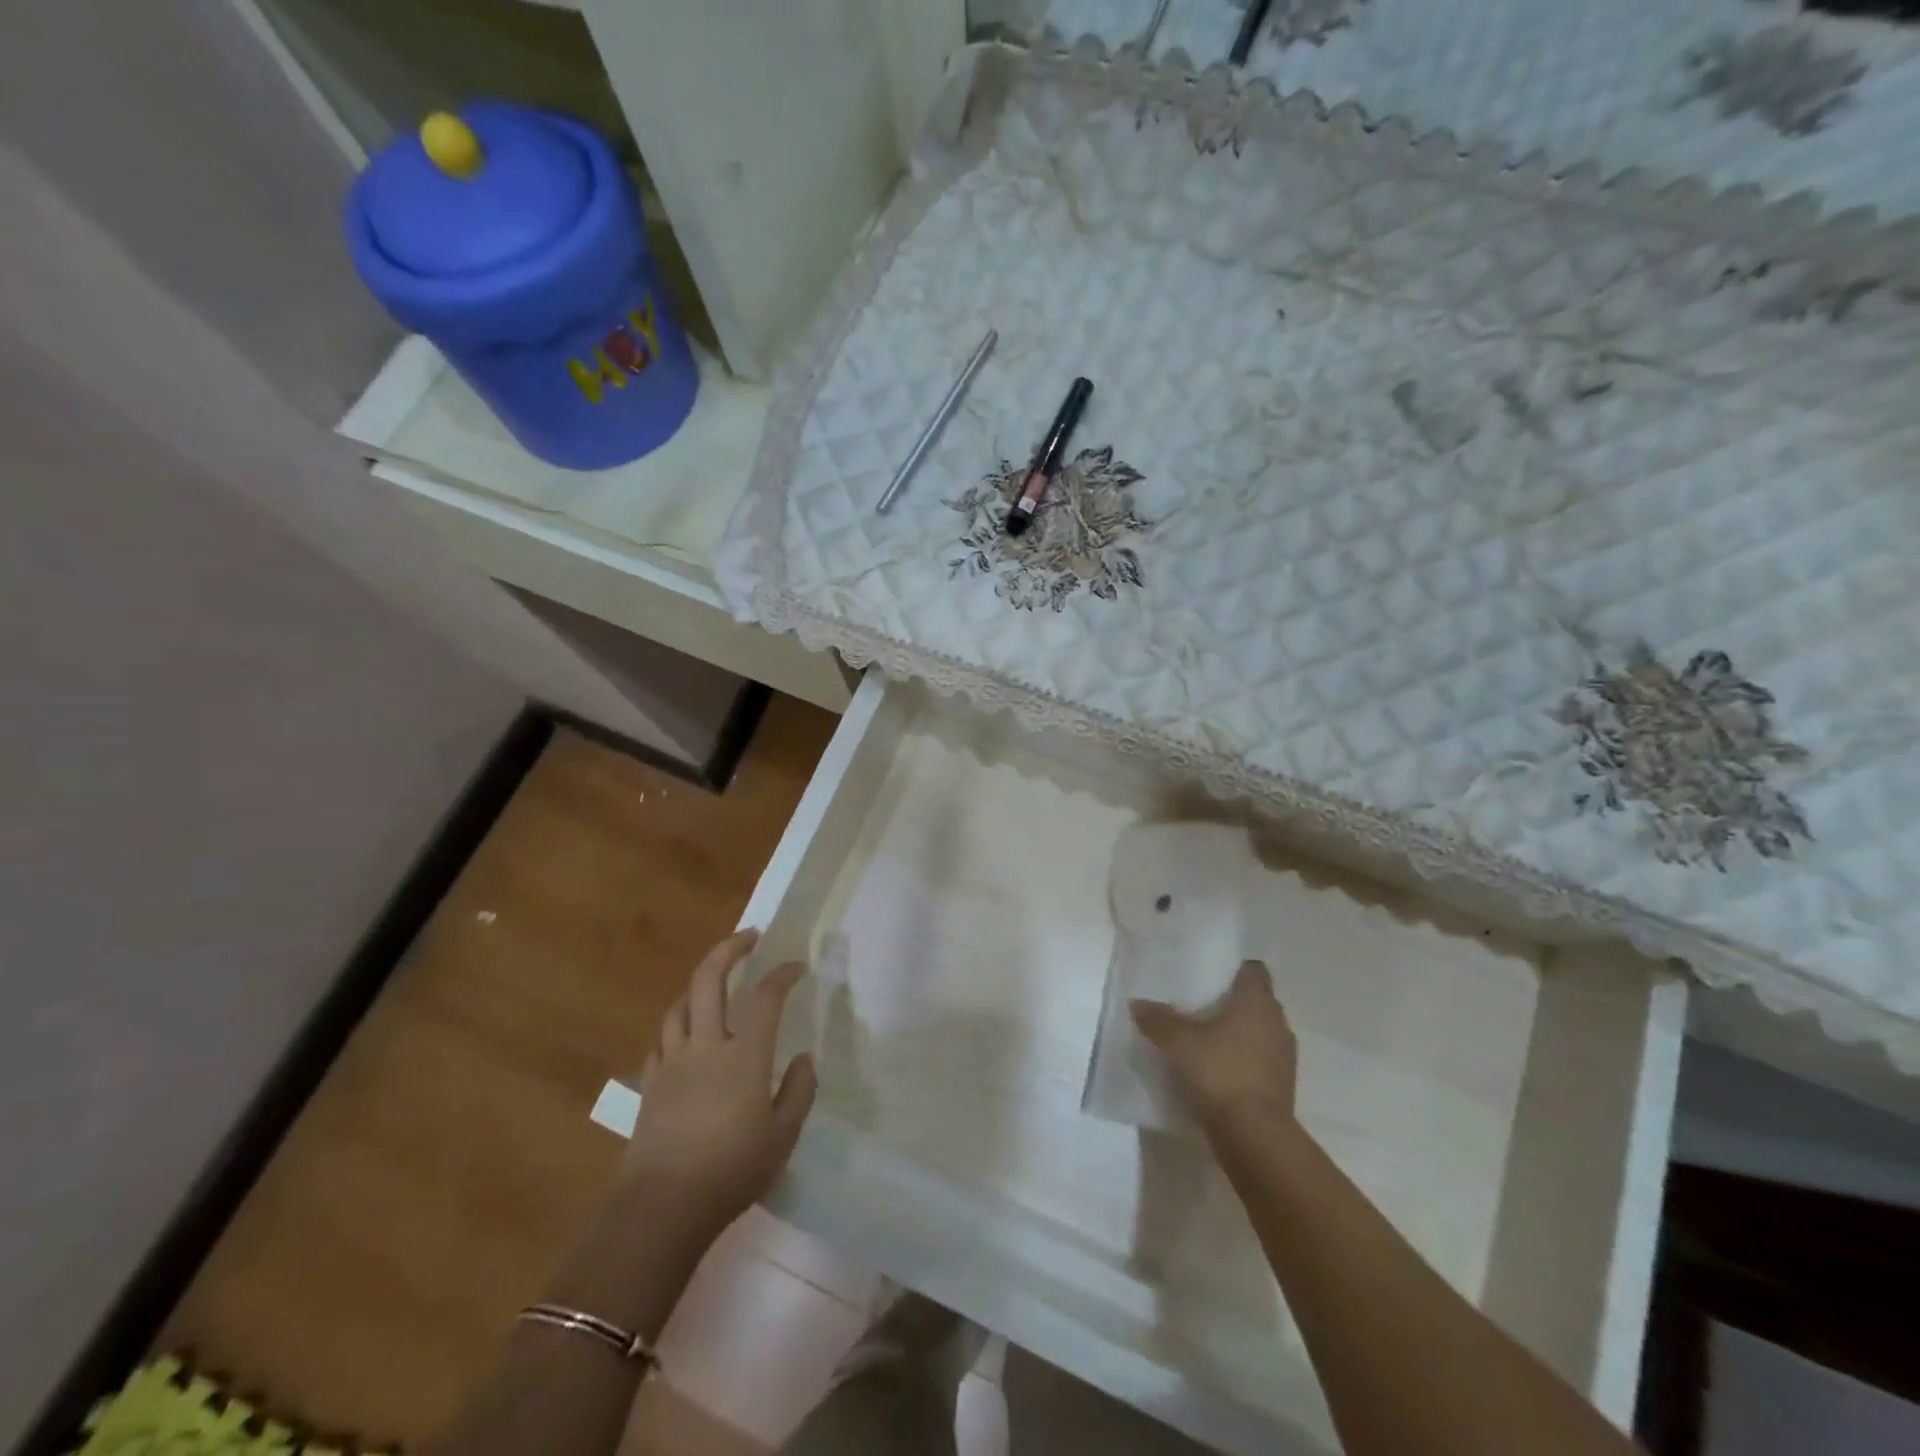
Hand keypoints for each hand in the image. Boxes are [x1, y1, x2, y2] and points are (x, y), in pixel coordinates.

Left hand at [624, 930, 816, 1240]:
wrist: (662, 1208)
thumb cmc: (731, 1172)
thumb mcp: (783, 1137)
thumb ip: (798, 1092)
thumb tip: (803, 1059)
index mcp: (743, 1055)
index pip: (765, 997)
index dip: (782, 974)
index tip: (796, 966)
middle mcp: (705, 1046)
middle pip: (708, 980)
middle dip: (729, 949)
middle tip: (749, 937)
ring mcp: (672, 1063)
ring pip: (678, 1005)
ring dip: (698, 984)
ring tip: (714, 981)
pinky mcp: (650, 1085)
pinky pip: (661, 1040)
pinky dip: (676, 1025)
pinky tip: (685, 1035)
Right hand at [1131, 959, 1297, 1137]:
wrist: (1254, 1136)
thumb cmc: (1219, 1072)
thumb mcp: (1177, 1042)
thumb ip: (1157, 1019)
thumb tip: (1137, 1003)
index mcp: (1257, 1001)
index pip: (1254, 970)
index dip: (1233, 969)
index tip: (1209, 976)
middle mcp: (1277, 1022)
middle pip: (1256, 1000)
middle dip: (1231, 1002)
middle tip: (1198, 1006)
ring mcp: (1284, 1056)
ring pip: (1260, 1032)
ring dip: (1239, 1033)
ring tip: (1205, 1039)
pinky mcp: (1282, 1086)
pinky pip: (1260, 1061)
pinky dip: (1243, 1060)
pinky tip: (1217, 1070)